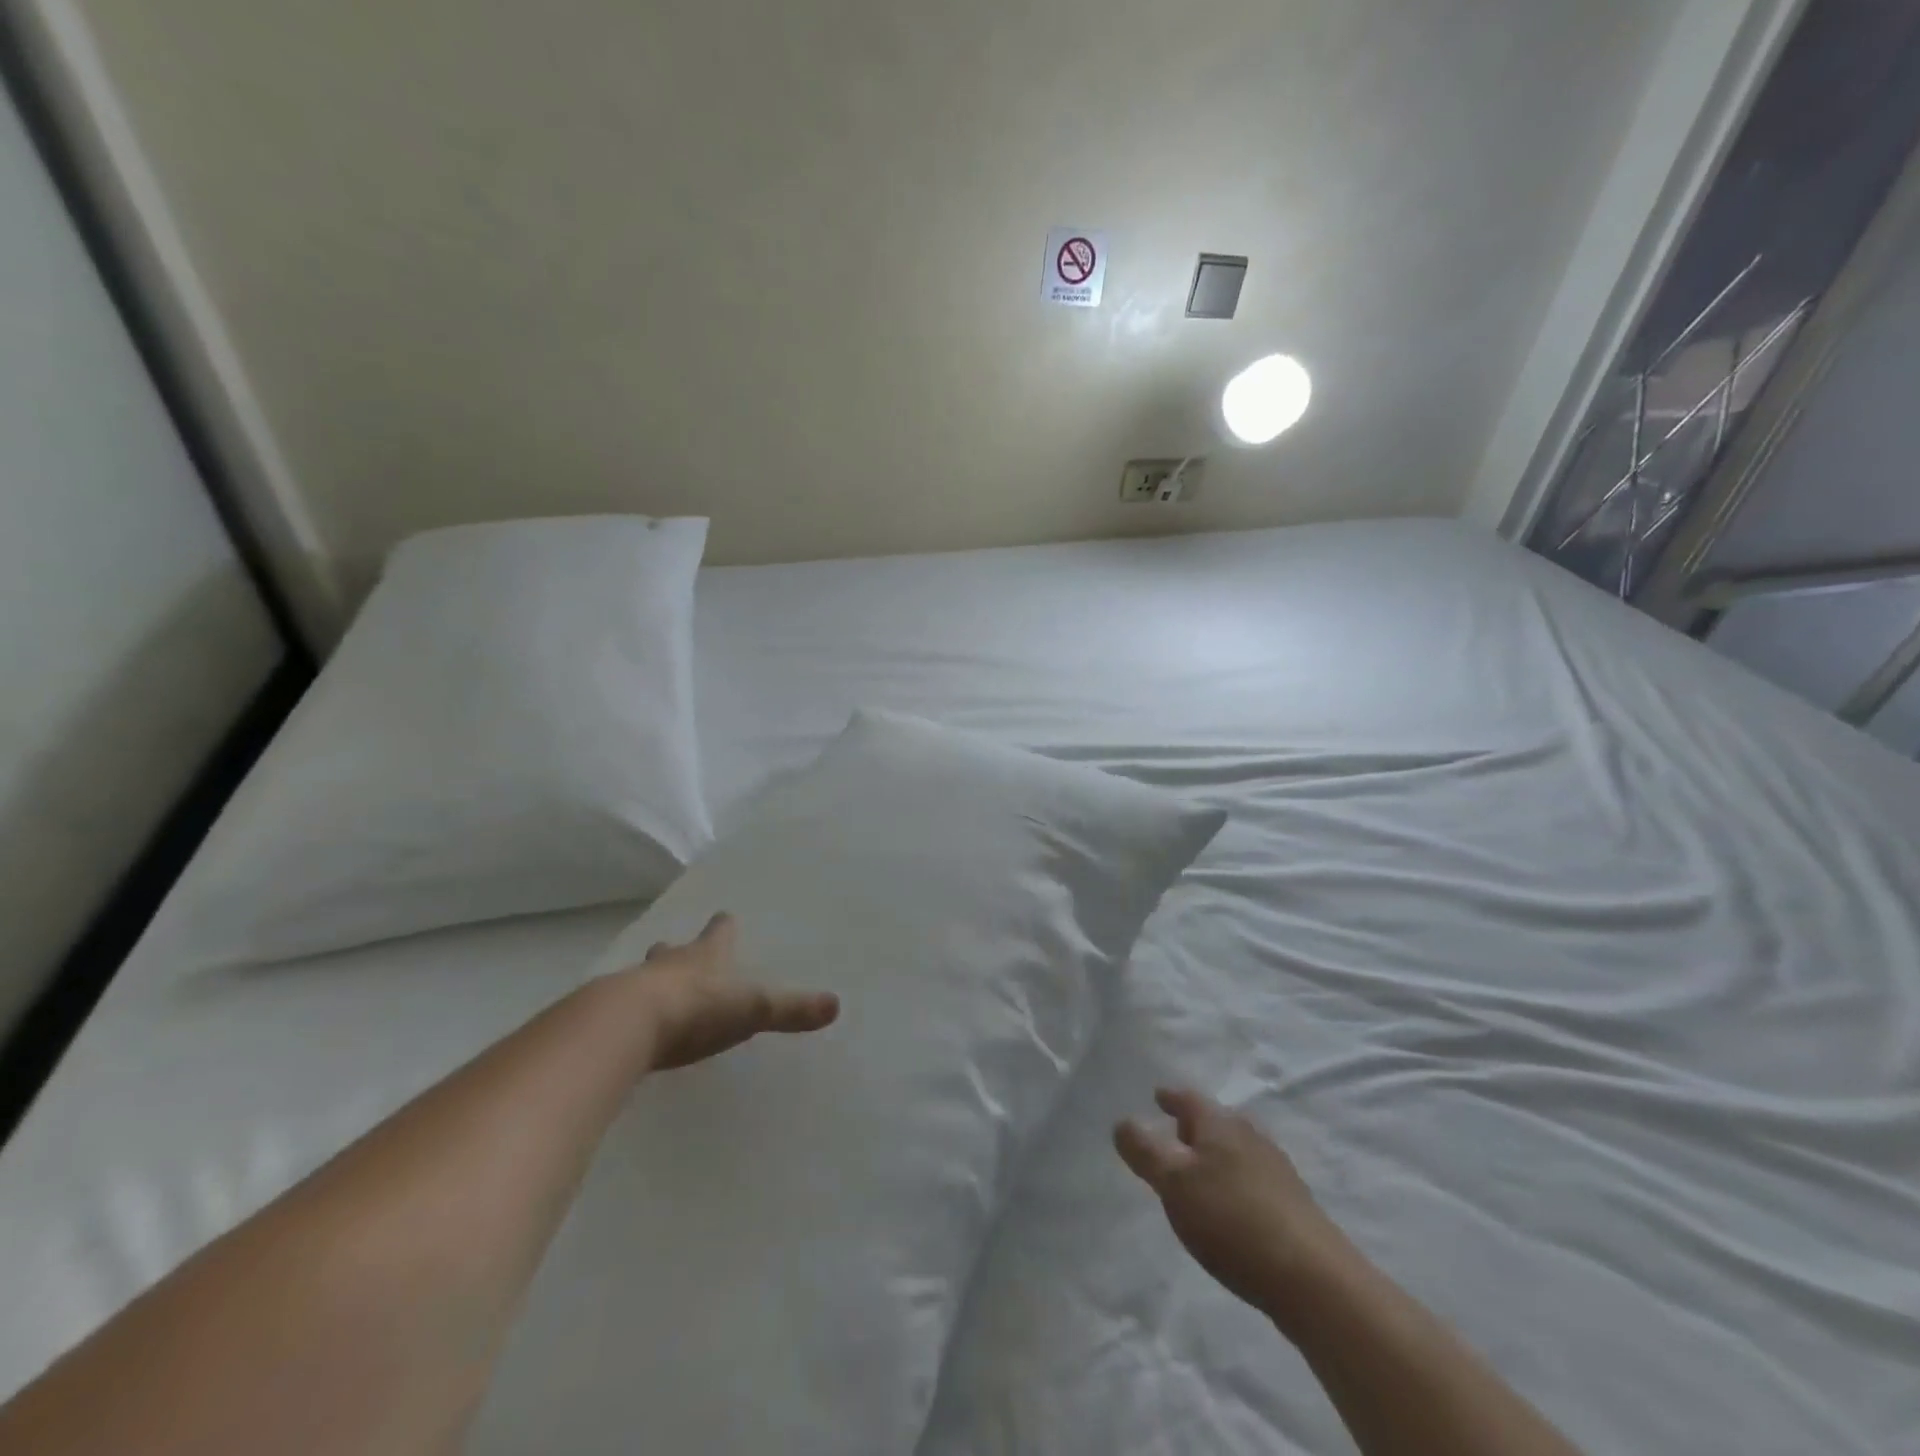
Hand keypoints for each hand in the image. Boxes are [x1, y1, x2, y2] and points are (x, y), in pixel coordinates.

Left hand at [623, 913, 839, 1071]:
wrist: (627, 1025)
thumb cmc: (698, 1008)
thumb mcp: (753, 1009)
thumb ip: (791, 1009)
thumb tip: (836, 1005)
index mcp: (707, 955)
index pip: (719, 932)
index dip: (724, 927)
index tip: (724, 917)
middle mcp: (671, 963)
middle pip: (674, 950)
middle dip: (679, 951)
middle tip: (679, 951)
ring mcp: (634, 987)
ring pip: (645, 975)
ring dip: (651, 980)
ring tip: (653, 991)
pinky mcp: (609, 1016)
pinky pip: (621, 1010)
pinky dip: (628, 1014)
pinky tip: (631, 1030)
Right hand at [1116, 1088, 1349, 1325]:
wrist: (1314, 1280)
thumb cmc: (1232, 1220)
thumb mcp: (1174, 1183)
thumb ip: (1145, 1151)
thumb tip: (1122, 1122)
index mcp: (1220, 1124)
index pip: (1189, 1099)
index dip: (1170, 1097)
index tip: (1158, 1095)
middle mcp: (1250, 1137)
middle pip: (1216, 1121)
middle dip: (1194, 1125)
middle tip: (1174, 1132)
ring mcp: (1276, 1171)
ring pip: (1237, 1150)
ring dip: (1216, 1155)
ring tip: (1199, 1171)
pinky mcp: (1293, 1206)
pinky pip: (1253, 1179)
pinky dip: (1235, 1181)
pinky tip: (1231, 1206)